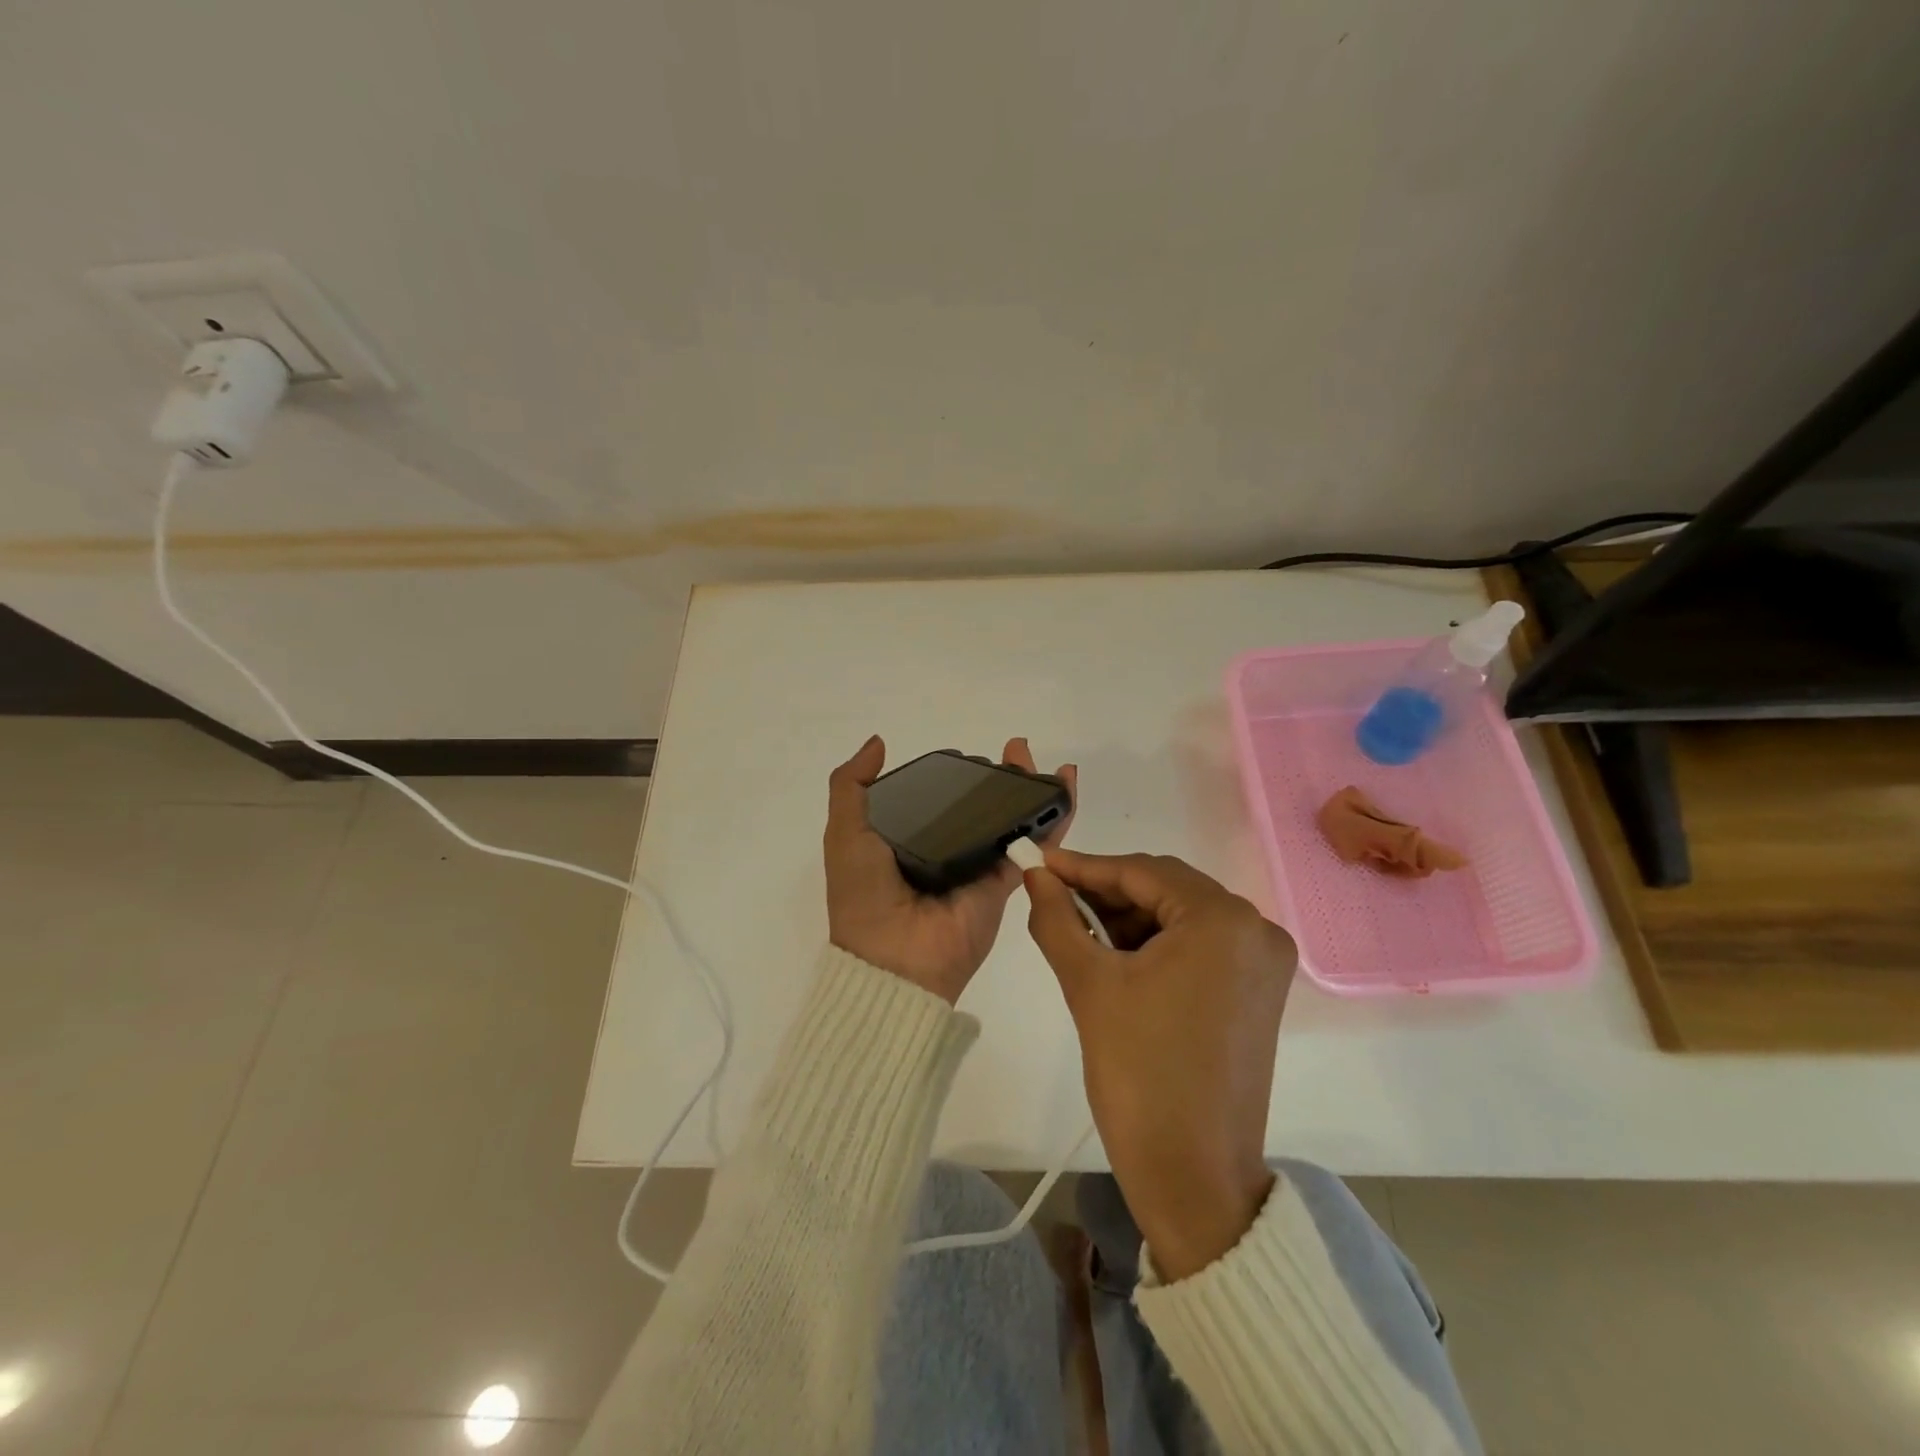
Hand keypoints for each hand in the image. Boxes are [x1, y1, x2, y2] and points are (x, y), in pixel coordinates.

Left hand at [825, 735, 1075, 1004]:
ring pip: (1010, 819)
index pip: (936, 798)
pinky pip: (1032, 844)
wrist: (894, 962)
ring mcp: (976, 865)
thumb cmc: (864, 894)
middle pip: (979, 804)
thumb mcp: (844, 834)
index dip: (953, 774)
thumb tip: (878, 741)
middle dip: (999, 776)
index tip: (966, 753)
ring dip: (1030, 789)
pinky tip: (1065, 788)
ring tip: (1045, 762)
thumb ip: (852, 787)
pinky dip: (1054, 818)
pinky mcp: (1003, 882)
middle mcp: (944, 849)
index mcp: (906, 838)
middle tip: (1016, 748)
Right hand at [1024, 849, 1296, 1280]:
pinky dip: (1158, 944)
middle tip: (1053, 897)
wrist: (1193, 1176)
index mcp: (1222, 919)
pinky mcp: (1259, 990)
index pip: (1141, 872)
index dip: (1084, 866)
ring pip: (1182, 915)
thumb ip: (1055, 916)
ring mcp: (1264, 961)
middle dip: (1106, 892)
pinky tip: (1116, 955)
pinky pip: (1200, 945)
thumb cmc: (1138, 1072)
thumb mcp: (1087, 983)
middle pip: (1166, 889)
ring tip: (1078, 930)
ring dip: (1130, 918)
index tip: (1039, 864)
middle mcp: (1256, 928)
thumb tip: (1034, 873)